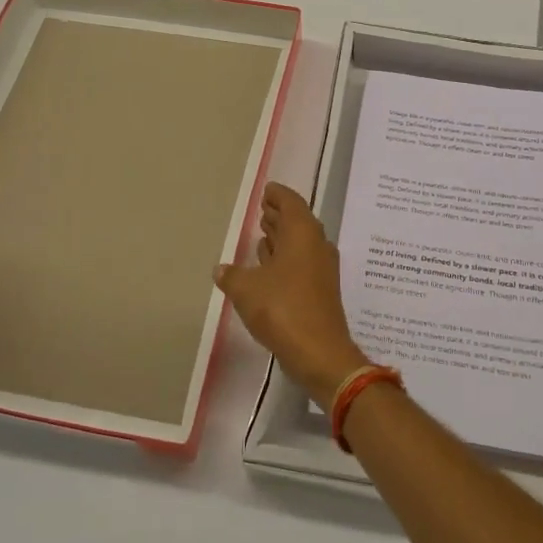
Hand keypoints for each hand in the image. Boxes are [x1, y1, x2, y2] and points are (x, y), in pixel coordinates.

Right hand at [216, 182, 368, 404]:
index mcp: (303, 233)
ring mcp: (322, 269)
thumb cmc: (282, 309)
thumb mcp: (246, 289)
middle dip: (279, 215)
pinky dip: (286, 259)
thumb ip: (231, 275)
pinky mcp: (321, 291)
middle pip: (298, 221)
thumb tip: (221, 269)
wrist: (319, 352)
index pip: (291, 202)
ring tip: (263, 234)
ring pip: (300, 244)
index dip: (278, 195)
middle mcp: (316, 245)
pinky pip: (301, 263)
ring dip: (282, 238)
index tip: (267, 190)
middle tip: (262, 209)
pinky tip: (269, 268)